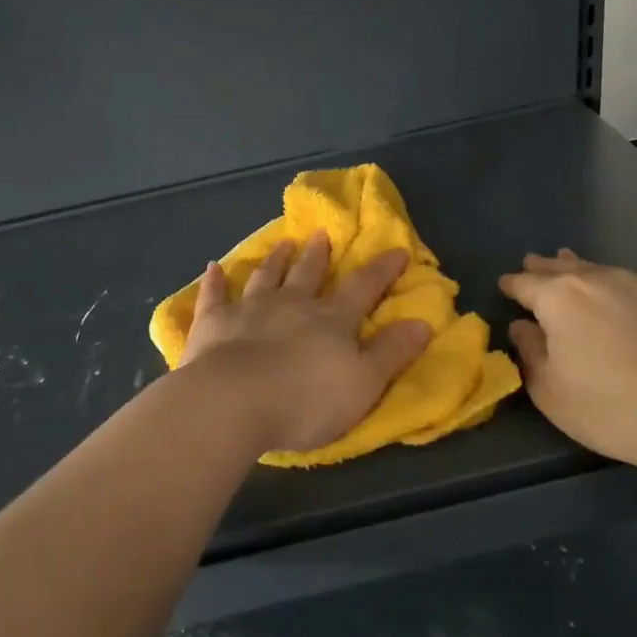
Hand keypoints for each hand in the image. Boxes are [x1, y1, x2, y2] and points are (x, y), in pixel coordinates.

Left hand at [180, 232, 431, 453]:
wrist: (233, 401)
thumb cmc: (305, 399)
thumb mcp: (364, 383)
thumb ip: (391, 353)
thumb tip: (423, 322)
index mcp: (331, 319)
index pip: (363, 287)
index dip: (382, 269)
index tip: (396, 250)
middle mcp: (292, 304)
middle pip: (308, 273)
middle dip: (318, 254)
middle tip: (321, 234)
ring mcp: (249, 309)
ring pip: (266, 277)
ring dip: (276, 259)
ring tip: (283, 242)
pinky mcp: (213, 323)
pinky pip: (214, 295)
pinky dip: (215, 280)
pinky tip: (213, 267)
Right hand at [499, 249, 636, 475]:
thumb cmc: (611, 407)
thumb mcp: (551, 391)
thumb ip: (530, 353)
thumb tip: (523, 327)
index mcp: (559, 298)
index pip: (525, 284)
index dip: (512, 284)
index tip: (504, 285)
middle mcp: (598, 280)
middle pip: (562, 267)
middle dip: (544, 267)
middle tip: (532, 263)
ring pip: (600, 270)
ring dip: (580, 269)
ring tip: (571, 264)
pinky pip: (633, 285)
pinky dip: (616, 287)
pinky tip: (620, 299)